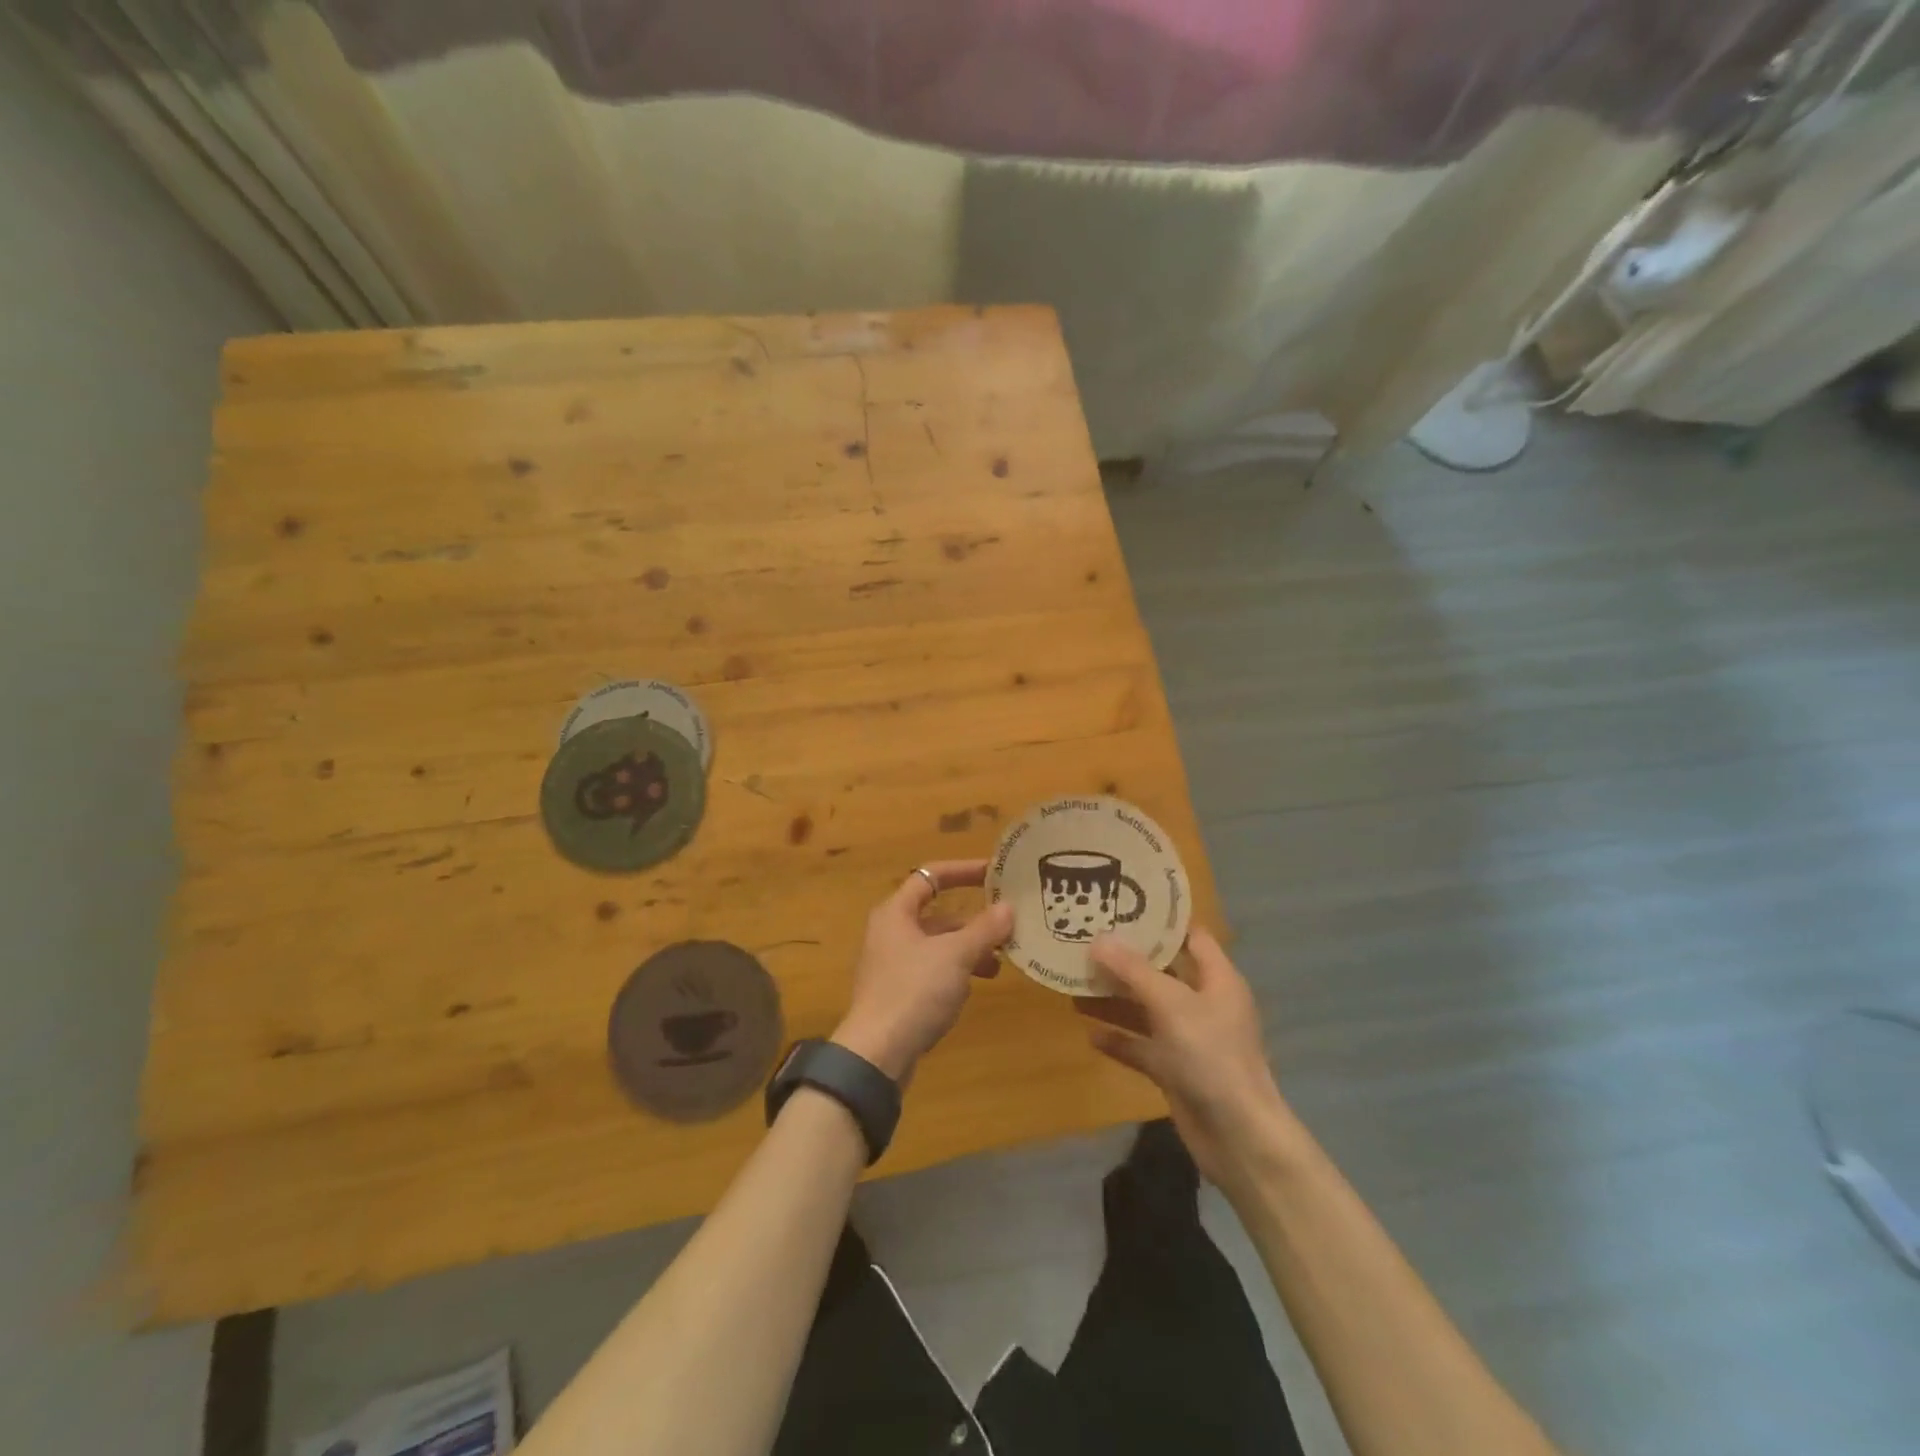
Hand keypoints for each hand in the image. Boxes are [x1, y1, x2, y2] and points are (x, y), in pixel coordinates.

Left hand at [831, 860, 1014, 1081]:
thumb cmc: (914, 991)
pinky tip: (976, 986)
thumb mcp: (956, 955)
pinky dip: (957, 971)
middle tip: (1007, 926)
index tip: (994, 873)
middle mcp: (891, 932)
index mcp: (896, 912)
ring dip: (969, 949)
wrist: (877, 1053)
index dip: (963, 871)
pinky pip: (934, 970)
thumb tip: (1008, 907)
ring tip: (999, 963)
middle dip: (974, 921)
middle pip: (938, 914)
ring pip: (938, 945)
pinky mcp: (899, 992)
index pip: (931, 875)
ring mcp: (893, 964)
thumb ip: (984, 929)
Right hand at [1079, 928, 1291, 1186]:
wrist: (1238, 1137)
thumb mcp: (1170, 1005)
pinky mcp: (1175, 1070)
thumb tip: (1098, 939)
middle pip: (1162, 971)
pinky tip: (1089, 1034)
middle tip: (1086, 939)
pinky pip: (1141, 1047)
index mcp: (1217, 979)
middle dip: (1126, 958)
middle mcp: (1204, 1003)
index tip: (1122, 903)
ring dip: (1115, 998)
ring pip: (1146, 1009)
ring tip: (1076, 981)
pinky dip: (1119, 1039)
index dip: (1160, 920)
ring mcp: (1189, 1039)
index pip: (1190, 936)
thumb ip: (1133, 971)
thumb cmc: (1211, 1057)